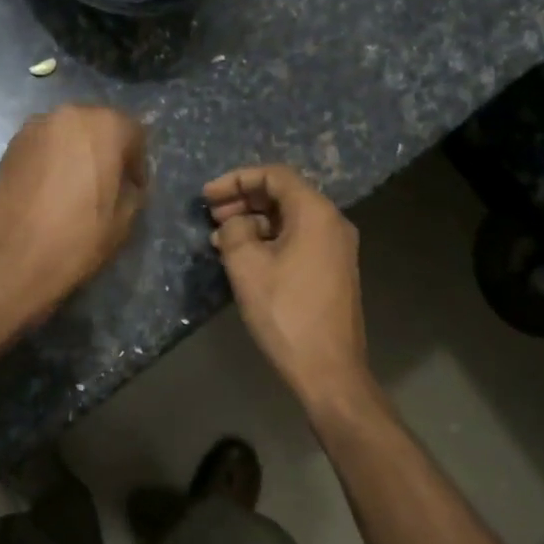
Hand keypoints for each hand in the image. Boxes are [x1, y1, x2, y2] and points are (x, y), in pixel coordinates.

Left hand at [0, 105, 149, 324]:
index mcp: (104, 126)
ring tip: (76, 187)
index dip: (138, 162)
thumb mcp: (124, 219)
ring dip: (77, 153)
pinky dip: (52, 160)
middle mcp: (68, 116)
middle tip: (107, 183)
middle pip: (98, 125)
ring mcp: (33, 128)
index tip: (134, 187)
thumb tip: (125, 182)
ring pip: (67, 134)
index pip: (133, 132)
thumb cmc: (78, 237)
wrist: (12, 259)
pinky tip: (51, 189)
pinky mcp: (9, 146)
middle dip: (106, 150)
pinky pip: (43, 146)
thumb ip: (132, 188)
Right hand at [204, 164, 373, 407]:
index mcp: (316, 213)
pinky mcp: (332, 269)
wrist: (328, 368)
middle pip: (283, 194)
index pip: (274, 175)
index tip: (207, 196)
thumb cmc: (286, 312)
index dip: (237, 179)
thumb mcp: (247, 266)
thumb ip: (234, 231)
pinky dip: (269, 241)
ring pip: (289, 219)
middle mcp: (332, 222)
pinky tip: (243, 258)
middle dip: (243, 200)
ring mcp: (336, 247)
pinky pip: (298, 240)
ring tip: (220, 239)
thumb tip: (234, 223)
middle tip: (211, 215)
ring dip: (253, 222)